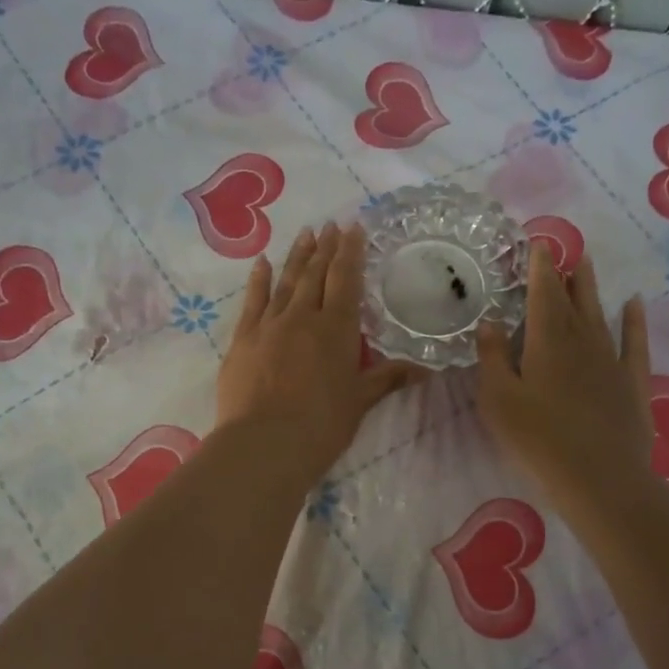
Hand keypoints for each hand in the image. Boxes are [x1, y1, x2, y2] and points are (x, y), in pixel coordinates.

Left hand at [216, 222, 418, 482]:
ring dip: (297, 256)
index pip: (346, 280)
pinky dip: (258, 280)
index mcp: (336, 329)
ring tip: (306, 233)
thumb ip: (388, 378)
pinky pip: (252, 301)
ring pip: (286, 281)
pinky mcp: (243, 339)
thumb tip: (426, 369)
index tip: (353, 227)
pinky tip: (262, 263)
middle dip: (326, 248)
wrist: (265, 444)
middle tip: (331, 224)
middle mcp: (303, 317)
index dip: (351, 252)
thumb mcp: (360, 401)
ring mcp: (269, 325)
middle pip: (316, 274)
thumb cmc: (322, 425)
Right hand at [476, 249, 653, 513]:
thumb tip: (490, 323)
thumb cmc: (538, 439)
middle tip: (564, 251)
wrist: (598, 477)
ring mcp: (611, 359)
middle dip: (565, 274)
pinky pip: (634, 342)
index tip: (538, 245)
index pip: (542, 294)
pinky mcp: (632, 381)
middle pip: (573, 299)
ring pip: (600, 314)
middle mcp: (581, 340)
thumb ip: (492, 358)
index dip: (539, 268)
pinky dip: (634, 320)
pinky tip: (634, 303)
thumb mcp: (499, 400)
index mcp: (546, 341)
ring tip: (587, 264)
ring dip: (591, 288)